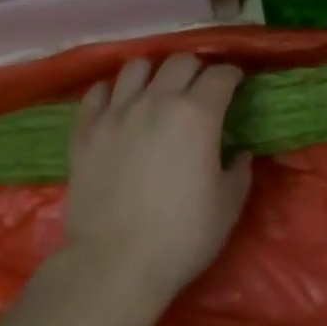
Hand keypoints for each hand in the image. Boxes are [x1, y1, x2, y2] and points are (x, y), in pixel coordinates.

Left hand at [63, 54, 249, 307]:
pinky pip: (97, 92)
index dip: (232, 75)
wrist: (114, 265)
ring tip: (157, 89)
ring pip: (136, 66)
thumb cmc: (182, 236)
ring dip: (153, 72)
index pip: (220, 74)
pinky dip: (111, 91)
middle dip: (197, 68)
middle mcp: (156, 101)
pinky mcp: (86, 131)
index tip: (236, 84)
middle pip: (180, 60)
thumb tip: (240, 153)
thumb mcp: (228, 206)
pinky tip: (118, 104)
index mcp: (197, 114)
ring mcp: (116, 113)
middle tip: (201, 88)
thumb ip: (239, 171)